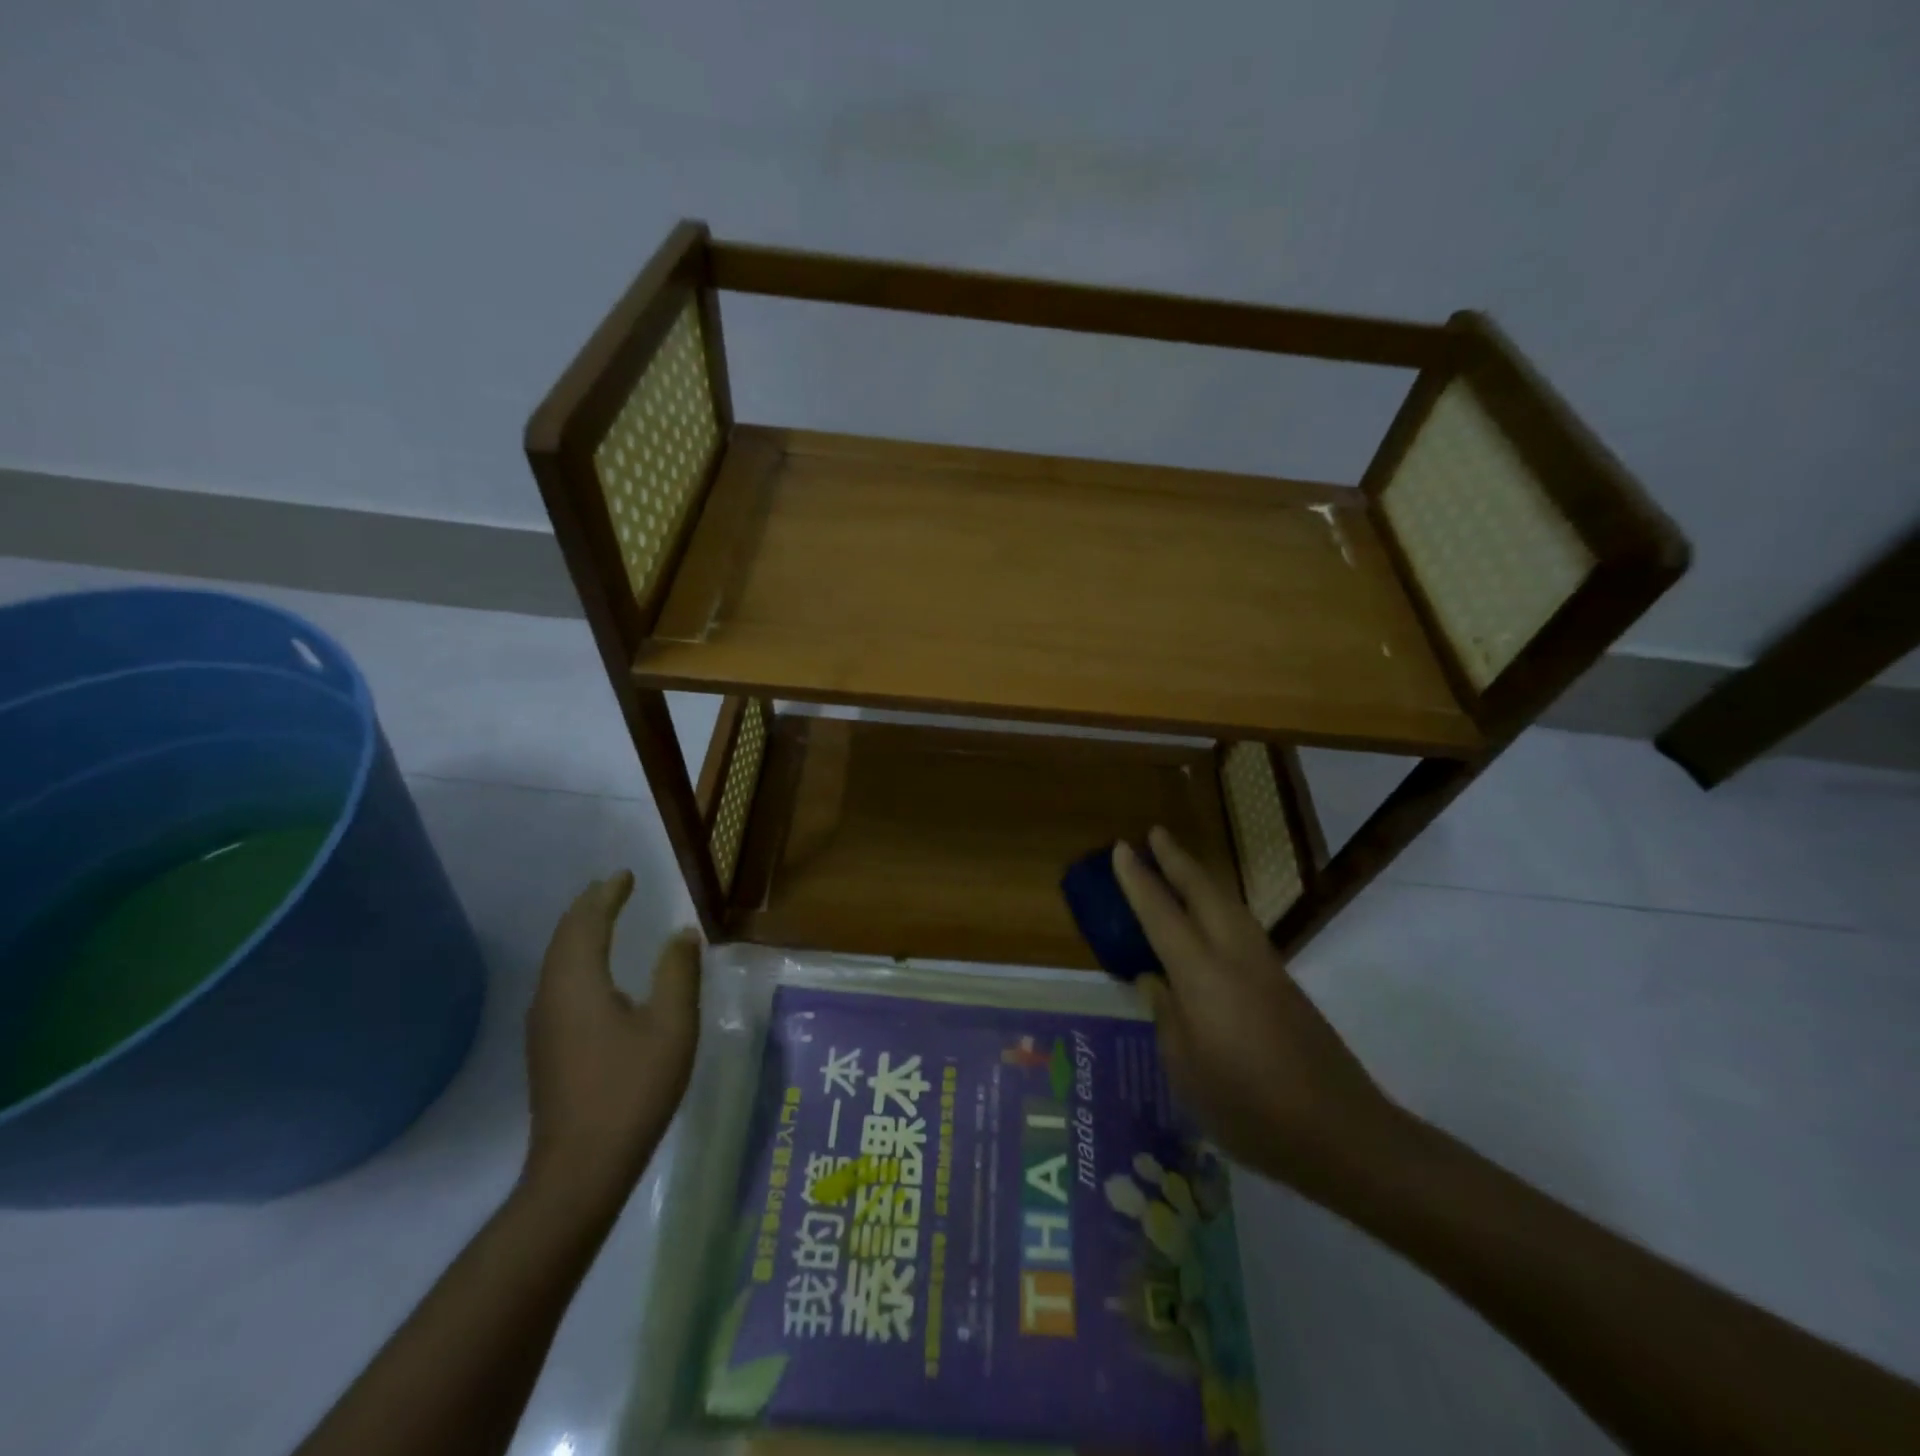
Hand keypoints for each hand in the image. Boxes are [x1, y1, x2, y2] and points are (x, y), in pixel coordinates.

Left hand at [523, 871, 700, 1198]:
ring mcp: (543, 1023)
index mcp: (578, 982)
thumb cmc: (631, 1089)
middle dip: (588, 907)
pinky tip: (595, 971)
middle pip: (564, 937)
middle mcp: (551, 995)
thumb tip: (682, 934)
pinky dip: (576, 958)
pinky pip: (557, 981)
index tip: (626, 875)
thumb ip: (678, 973)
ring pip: (556, 960)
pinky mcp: (546, 1046)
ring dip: (579, 931)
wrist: (581, 1166)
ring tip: (603, 916)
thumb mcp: (671, 1026)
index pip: (587, 922)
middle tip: (613, 887)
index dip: (606, 895)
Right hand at [1114, 827, 1401, 1190]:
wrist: (1343, 1134)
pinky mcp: (1285, 985)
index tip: (1121, 848)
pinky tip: (1212, 918)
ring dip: (1201, 878)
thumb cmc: (1250, 1108)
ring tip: (1180, 864)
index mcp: (1203, 977)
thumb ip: (1167, 1018)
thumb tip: (1155, 982)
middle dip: (1177, 860)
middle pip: (1204, 893)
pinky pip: (1243, 927)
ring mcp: (1266, 968)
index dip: (1139, 881)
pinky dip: (1220, 906)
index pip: (1162, 915)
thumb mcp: (1187, 1072)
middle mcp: (1236, 958)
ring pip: (1229, 905)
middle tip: (1153, 834)